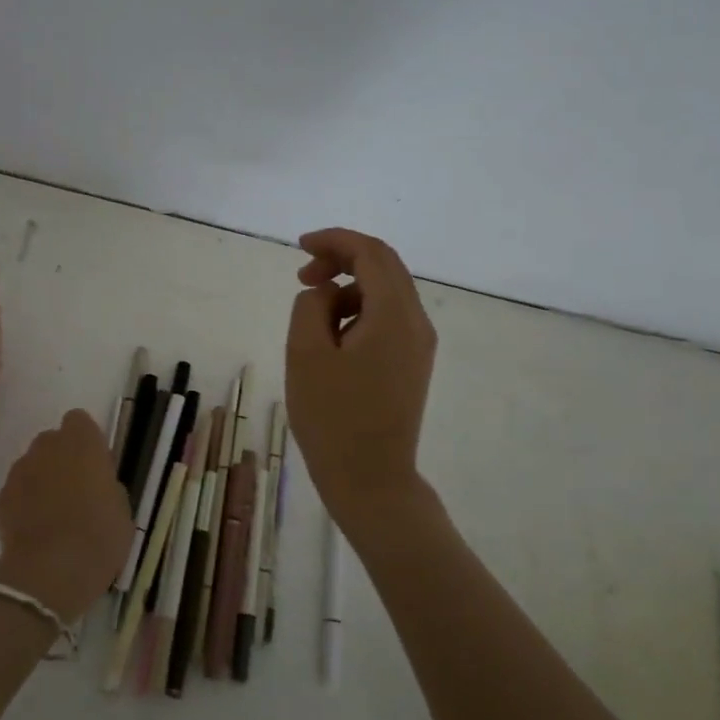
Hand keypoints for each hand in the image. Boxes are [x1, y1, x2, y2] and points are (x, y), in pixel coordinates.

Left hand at [0, 410, 133, 622]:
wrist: (51, 571)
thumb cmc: (99, 536)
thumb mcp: (122, 508)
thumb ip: (107, 484)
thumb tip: (97, 484)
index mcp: (82, 442)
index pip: (79, 421)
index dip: (86, 440)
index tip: (95, 465)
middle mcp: (47, 447)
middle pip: (52, 441)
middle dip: (62, 459)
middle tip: (76, 490)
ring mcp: (20, 471)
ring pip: (32, 465)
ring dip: (42, 480)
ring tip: (54, 515)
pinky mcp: (1, 498)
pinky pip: (17, 492)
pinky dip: (24, 504)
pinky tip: (36, 531)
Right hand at [285, 228, 437, 537]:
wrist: (371, 479)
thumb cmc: (333, 417)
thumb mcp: (306, 353)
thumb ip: (311, 305)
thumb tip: (325, 293)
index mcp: (394, 315)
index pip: (371, 253)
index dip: (335, 240)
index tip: (300, 247)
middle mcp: (417, 323)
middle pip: (384, 266)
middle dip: (342, 260)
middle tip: (303, 275)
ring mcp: (419, 345)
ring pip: (385, 292)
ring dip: (348, 289)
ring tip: (312, 317)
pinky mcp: (412, 363)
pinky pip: (387, 318)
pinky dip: (358, 311)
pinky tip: (332, 339)